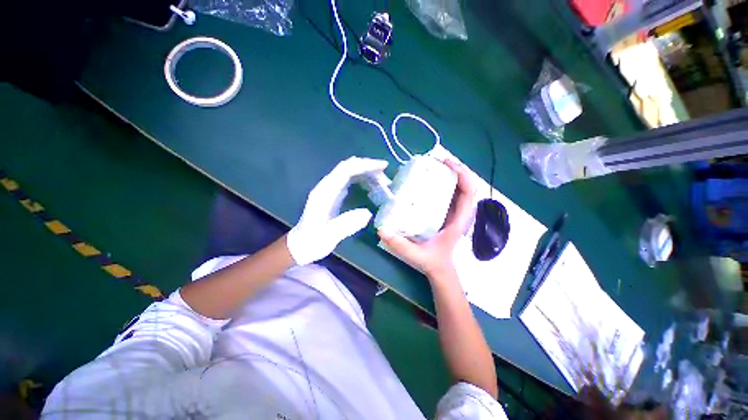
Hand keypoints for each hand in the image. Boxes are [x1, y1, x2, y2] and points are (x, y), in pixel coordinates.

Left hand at [287, 156, 388, 265]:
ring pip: (348, 172)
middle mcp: (326, 187)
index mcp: (324, 193)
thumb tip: (368, 213)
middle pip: (348, 167)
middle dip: (367, 166)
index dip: (364, 165)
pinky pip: (348, 180)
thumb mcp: (329, 236)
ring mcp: (329, 190)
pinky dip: (361, 179)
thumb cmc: (313, 241)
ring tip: (382, 181)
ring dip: (365, 172)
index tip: (382, 167)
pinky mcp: (332, 195)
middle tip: (385, 176)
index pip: (345, 170)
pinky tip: (371, 186)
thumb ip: (346, 224)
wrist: (300, 246)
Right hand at [378, 160, 476, 278]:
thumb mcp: (415, 255)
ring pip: (459, 188)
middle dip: (455, 169)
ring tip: (434, 165)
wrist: (439, 270)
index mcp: (458, 221)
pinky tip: (430, 179)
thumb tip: (381, 229)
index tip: (447, 164)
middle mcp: (460, 214)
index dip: (462, 175)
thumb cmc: (432, 261)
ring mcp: (454, 213)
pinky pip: (451, 193)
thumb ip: (399, 244)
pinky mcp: (448, 213)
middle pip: (466, 185)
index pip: (469, 193)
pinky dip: (445, 182)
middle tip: (437, 160)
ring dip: (451, 174)